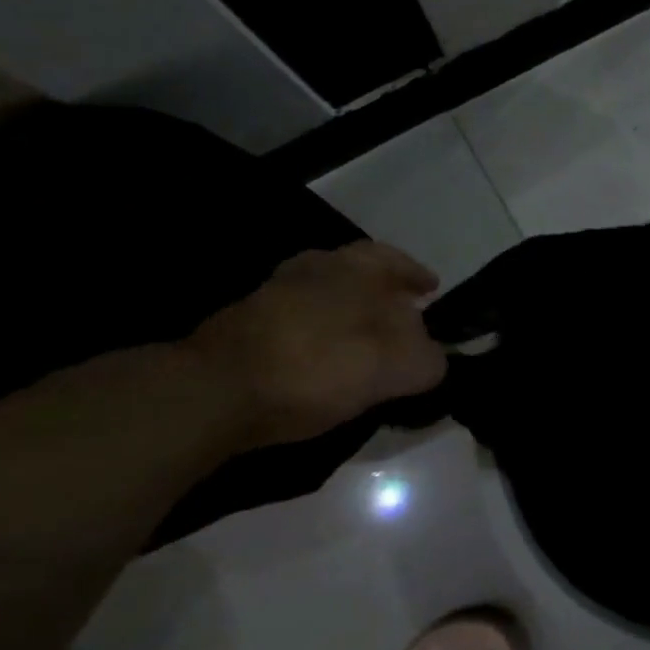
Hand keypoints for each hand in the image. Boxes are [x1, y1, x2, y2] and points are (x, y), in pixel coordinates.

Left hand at [185, 242, 446, 449]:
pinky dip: (317, 336)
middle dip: (381, 293)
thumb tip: (435, 358)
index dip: (415, 273)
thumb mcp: (393, 368)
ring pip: (323, 296)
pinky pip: (296, 323)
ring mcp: (272, 296)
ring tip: (363, 344)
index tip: (431, 290)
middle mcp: (312, 269)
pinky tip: (322, 364)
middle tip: (400, 318)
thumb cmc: (318, 366)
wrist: (214, 391)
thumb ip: (426, 359)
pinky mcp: (243, 328)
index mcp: (352, 267)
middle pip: (356, 273)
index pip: (393, 258)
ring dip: (346, 313)